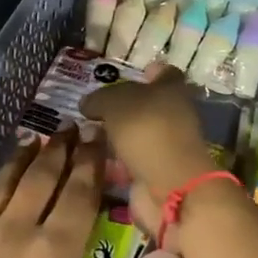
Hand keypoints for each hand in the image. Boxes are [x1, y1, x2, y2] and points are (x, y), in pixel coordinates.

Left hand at [0, 129, 181, 257]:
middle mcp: (16, 229)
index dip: (91, 161)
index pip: (79, 193)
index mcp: (55, 251)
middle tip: (73, 124)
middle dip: (62, 149)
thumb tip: (174, 253)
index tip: (99, 131)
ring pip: (5, 181)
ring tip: (37, 135)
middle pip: (43, 178)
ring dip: (23, 155)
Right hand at [80, 64, 220, 229]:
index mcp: (172, 89)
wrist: (170, 186)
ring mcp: (165, 145)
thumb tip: (87, 104)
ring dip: (114, 134)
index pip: (163, 72)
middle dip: (121, 105)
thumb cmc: (147, 130)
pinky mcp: (155, 172)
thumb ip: (99, 98)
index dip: (146, 71)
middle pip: (147, 104)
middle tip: (92, 106)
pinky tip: (92, 156)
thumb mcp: (115, 102)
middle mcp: (173, 115)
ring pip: (136, 133)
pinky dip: (114, 159)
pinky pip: (130, 159)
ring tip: (84, 131)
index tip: (123, 74)